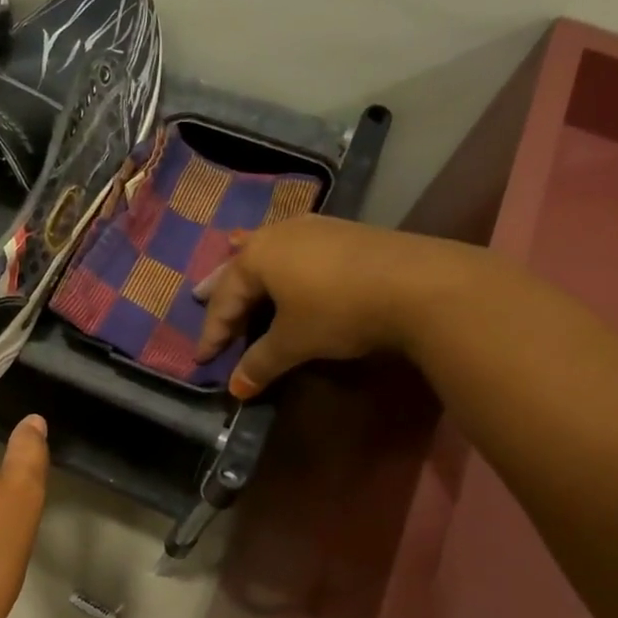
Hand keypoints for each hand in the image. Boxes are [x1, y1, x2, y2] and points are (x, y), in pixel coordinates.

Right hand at [194, 216, 477, 398]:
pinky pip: (296, 249)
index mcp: (257, 257)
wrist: (420, 284)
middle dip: (221, 288)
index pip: (224, 300)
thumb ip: (260, 363)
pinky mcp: (344, 232)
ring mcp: (314, 228)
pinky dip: (282, 264)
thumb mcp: (293, 342)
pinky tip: (288, 266)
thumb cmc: (338, 311)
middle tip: (197, 296)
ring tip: (239, 276)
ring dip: (251, 271)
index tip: (201, 359)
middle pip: (240, 266)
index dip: (212, 333)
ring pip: (269, 252)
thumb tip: (236, 389)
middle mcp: (279, 234)